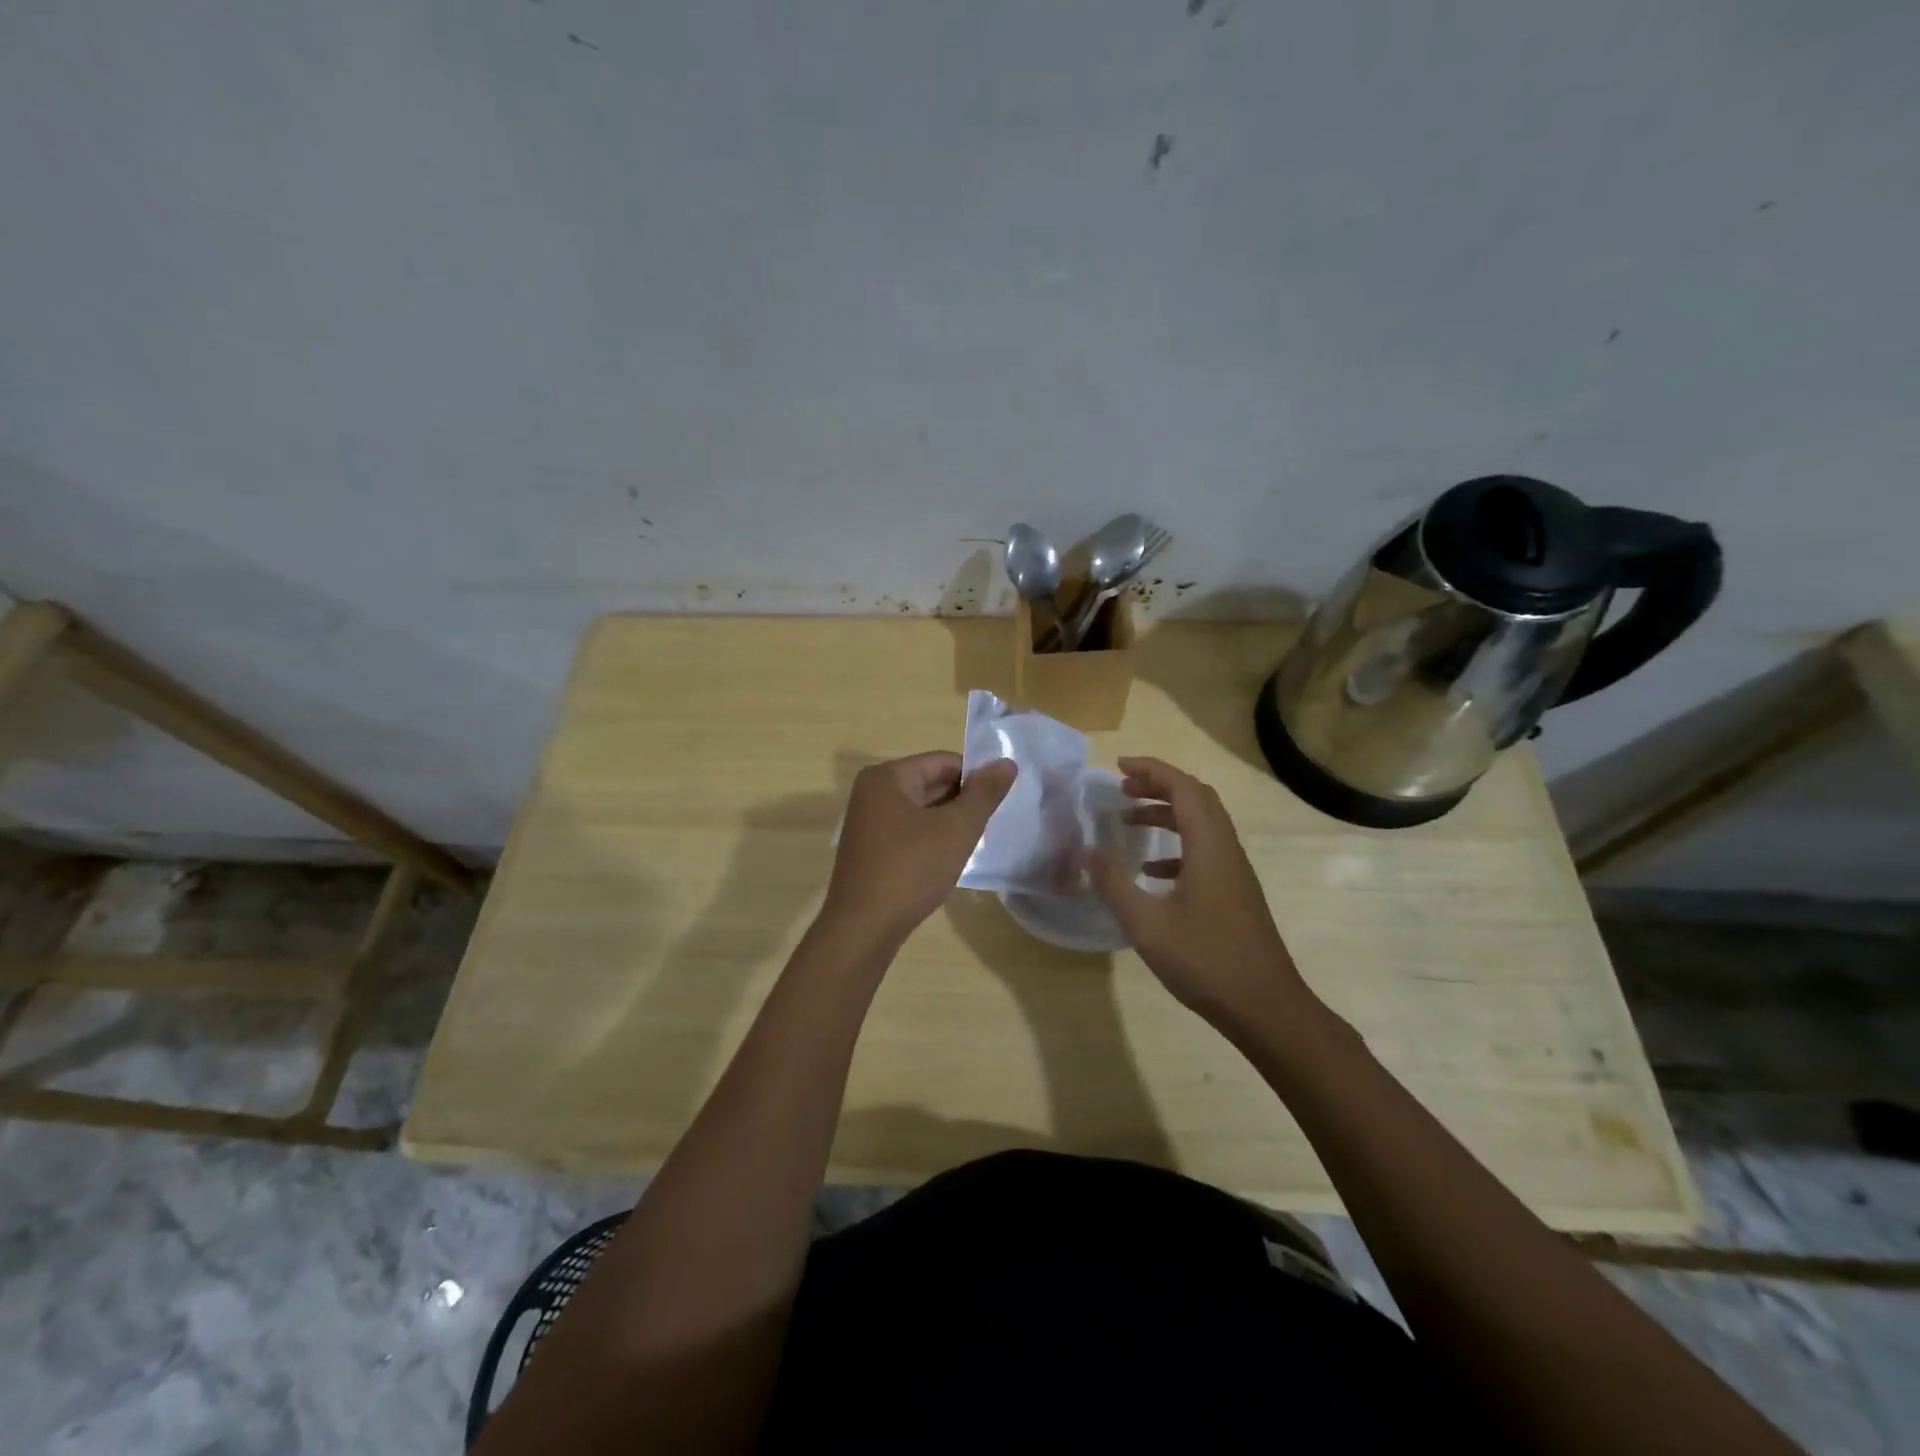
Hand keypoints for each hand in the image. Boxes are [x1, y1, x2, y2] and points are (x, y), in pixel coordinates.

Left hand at [821, 751, 1016, 947]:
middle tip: (990, 823)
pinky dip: (931, 838)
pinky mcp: (869, 848)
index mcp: (886, 777)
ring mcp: (867, 822)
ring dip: (948, 822)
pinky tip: (948, 859)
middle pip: (930, 783)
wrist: (864, 928)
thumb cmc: (911, 870)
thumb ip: (984, 794)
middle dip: (962, 801)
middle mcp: (871, 792)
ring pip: (921, 809)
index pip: (943, 761)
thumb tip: (1007, 763)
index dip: (976, 777)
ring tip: (974, 842)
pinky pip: (909, 830)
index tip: (1000, 800)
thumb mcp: (956, 829)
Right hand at [1088, 756, 1310, 1033]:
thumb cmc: (1205, 960)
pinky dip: (1175, 847)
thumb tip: (1085, 851)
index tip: (1119, 767)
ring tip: (1128, 820)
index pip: (1183, 788)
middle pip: (1196, 799)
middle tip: (1122, 789)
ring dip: (1166, 815)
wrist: (1265, 1007)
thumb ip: (1113, 883)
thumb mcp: (1147, 923)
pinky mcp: (1235, 893)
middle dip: (1158, 786)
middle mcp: (1226, 849)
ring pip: (1201, 824)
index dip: (1152, 770)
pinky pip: (1204, 851)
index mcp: (1209, 846)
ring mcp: (1234, 872)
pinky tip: (1150, 871)